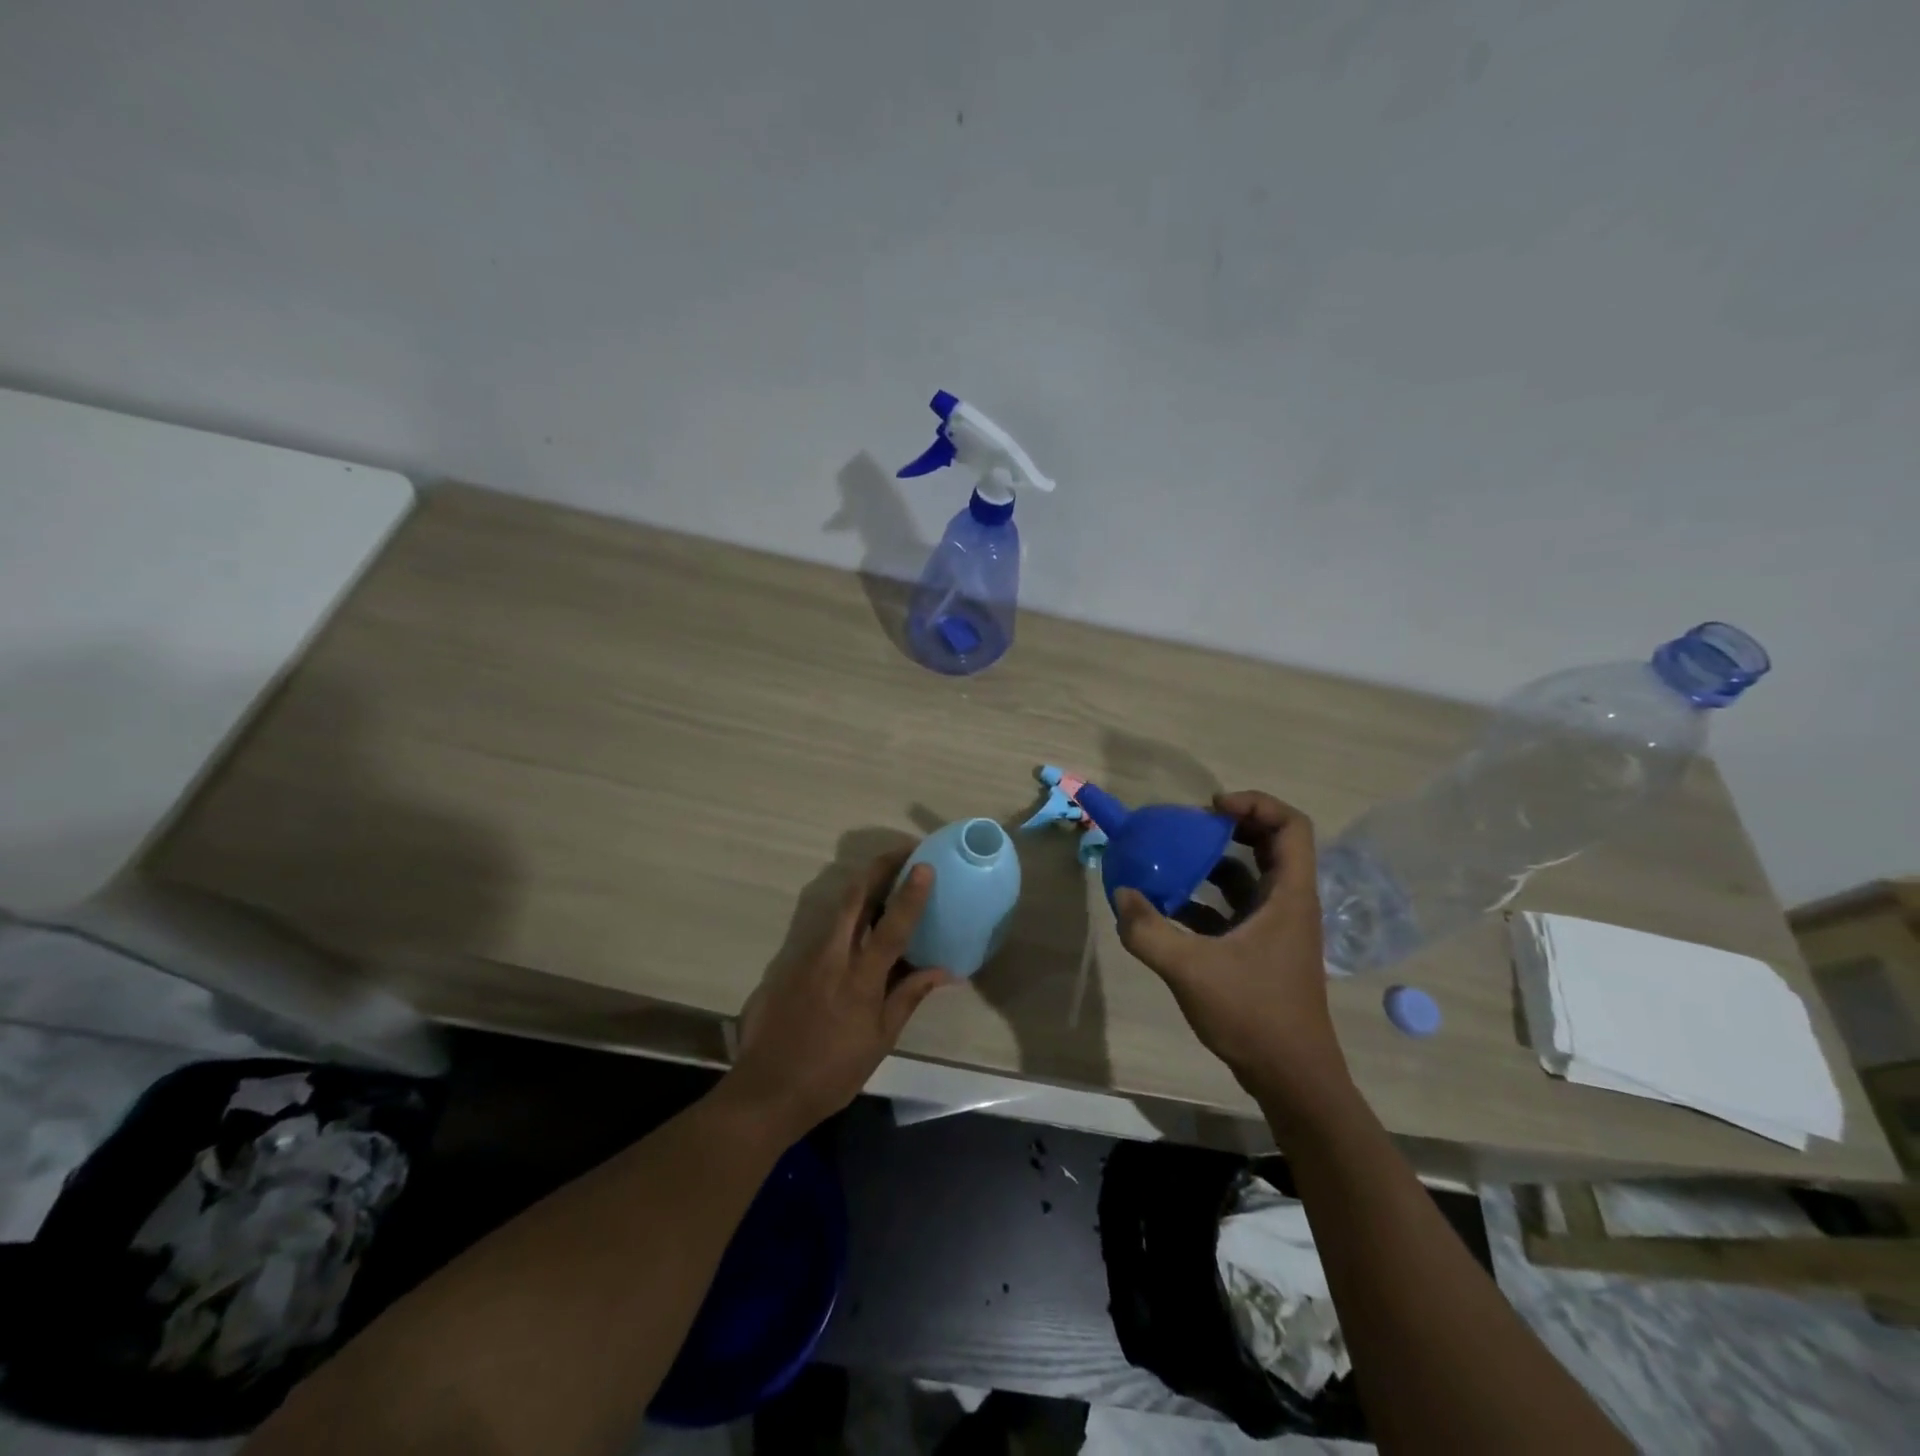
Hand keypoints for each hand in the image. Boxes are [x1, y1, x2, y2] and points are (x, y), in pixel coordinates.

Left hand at [727, 850, 953, 1138]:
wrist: (767, 1090)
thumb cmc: (832, 1072)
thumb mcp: (880, 1040)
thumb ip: (908, 997)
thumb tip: (944, 971)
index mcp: (860, 979)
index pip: (891, 927)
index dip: (910, 894)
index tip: (924, 865)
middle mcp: (832, 957)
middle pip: (854, 897)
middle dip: (879, 867)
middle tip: (904, 853)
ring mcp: (806, 956)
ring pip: (837, 908)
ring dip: (863, 886)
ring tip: (888, 880)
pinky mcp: (789, 963)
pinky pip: (825, 929)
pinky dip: (847, 915)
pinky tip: (860, 923)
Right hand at [1114, 792, 1351, 1117]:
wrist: (1291, 1077)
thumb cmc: (1253, 1014)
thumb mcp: (1191, 969)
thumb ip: (1149, 931)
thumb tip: (1122, 895)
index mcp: (1289, 896)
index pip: (1291, 826)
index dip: (1256, 803)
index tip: (1211, 808)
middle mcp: (1289, 904)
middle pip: (1271, 844)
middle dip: (1230, 828)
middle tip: (1189, 828)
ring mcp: (1277, 928)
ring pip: (1251, 877)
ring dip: (1214, 864)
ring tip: (1173, 861)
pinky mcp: (1263, 950)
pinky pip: (1236, 908)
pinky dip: (1207, 899)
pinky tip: (1170, 909)